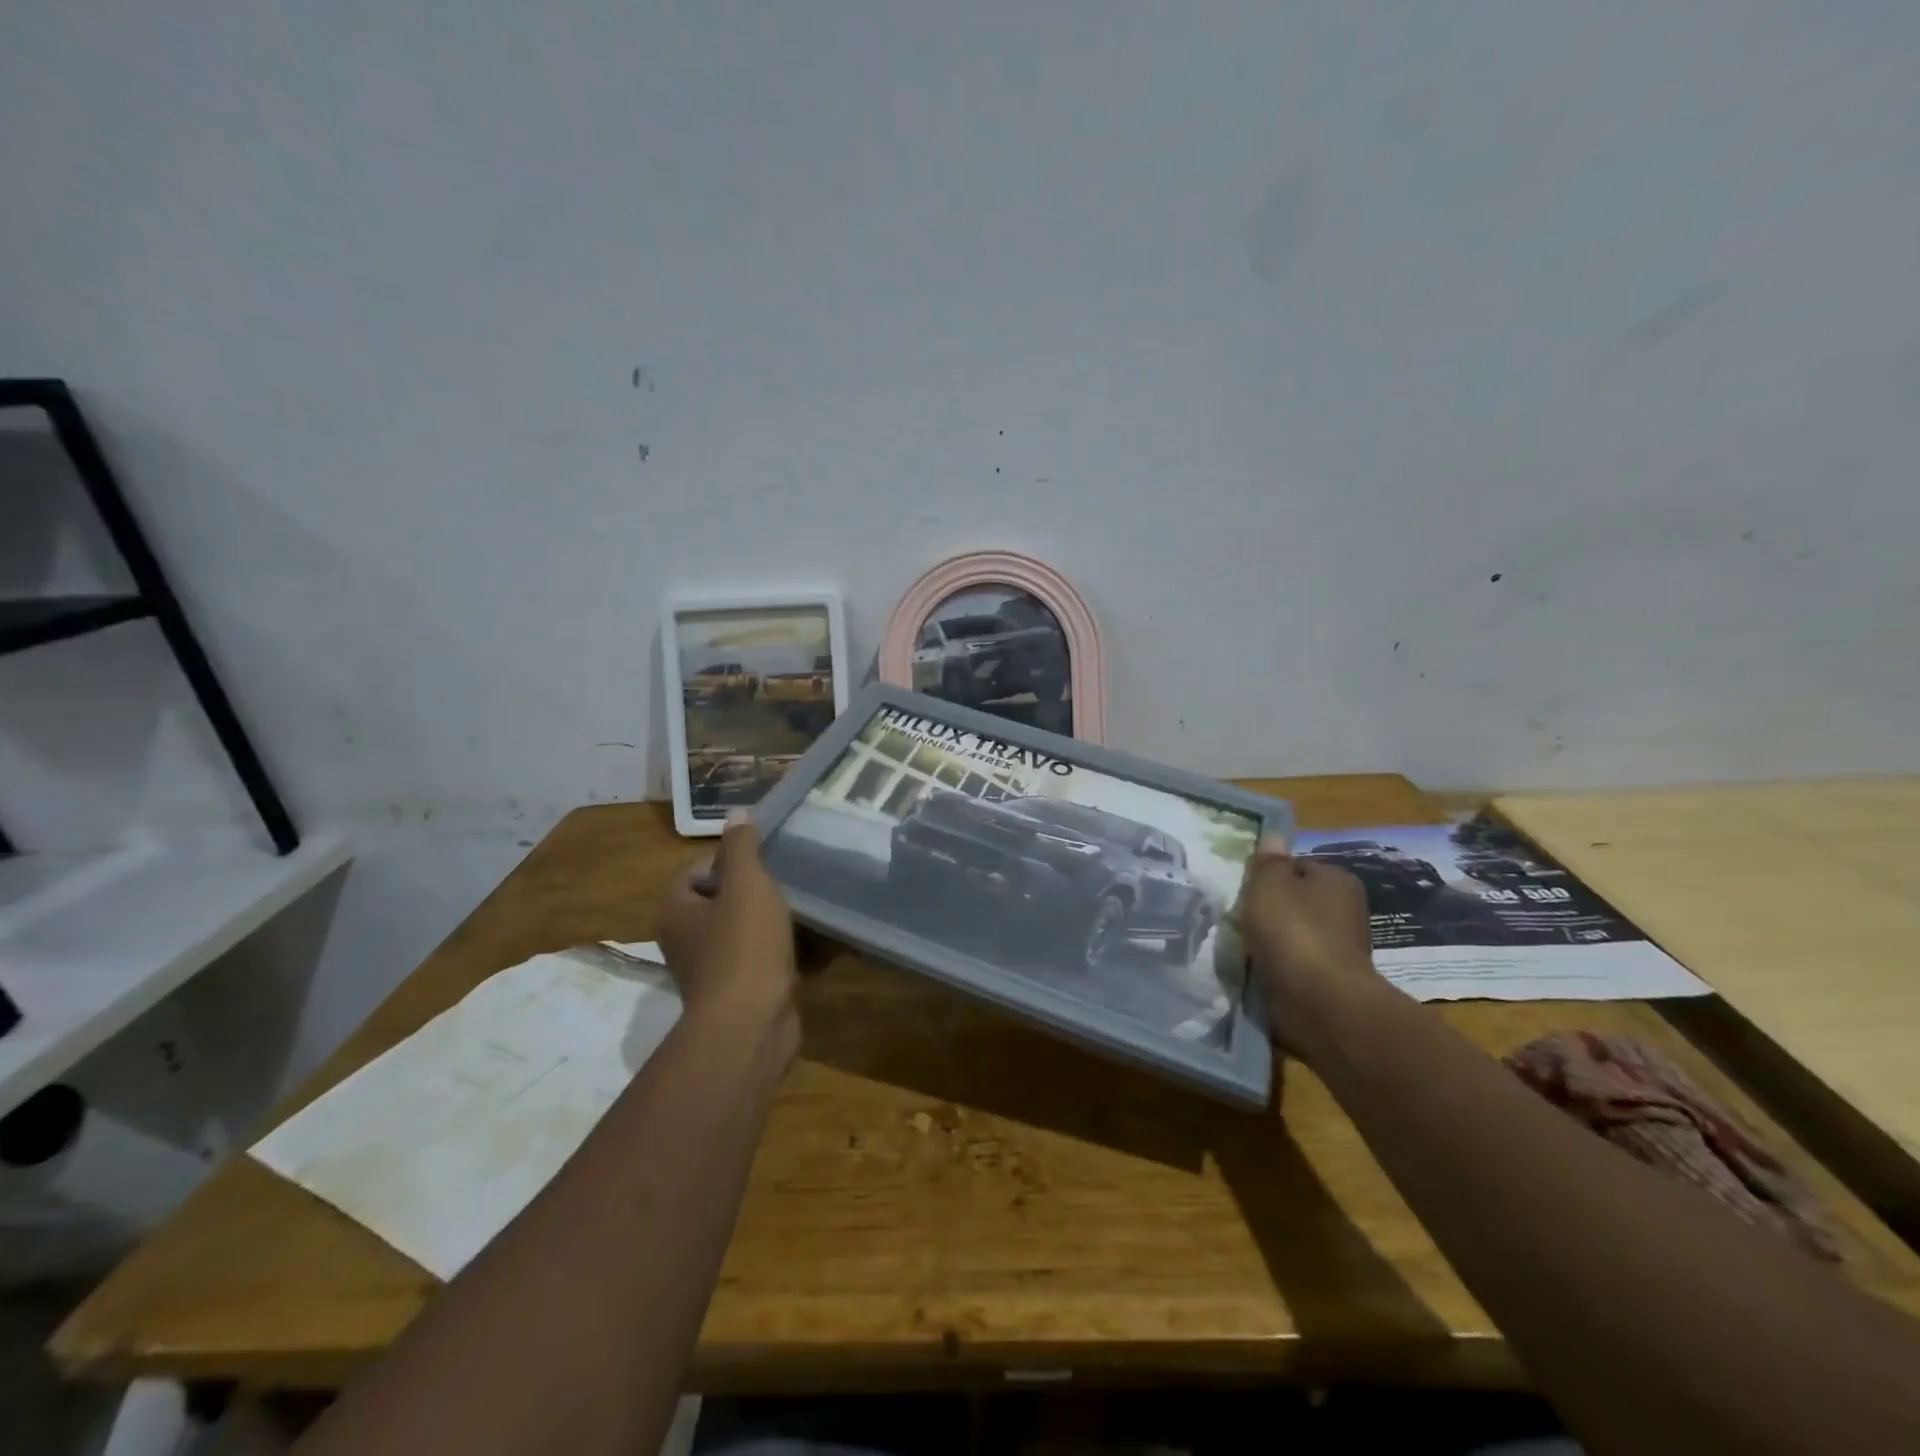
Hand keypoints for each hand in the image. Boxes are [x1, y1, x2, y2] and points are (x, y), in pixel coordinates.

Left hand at [656, 814, 800, 1047]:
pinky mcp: (735, 994)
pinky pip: (756, 960)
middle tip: (783, 882)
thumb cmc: (744, 945)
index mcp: (675, 911)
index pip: (695, 870)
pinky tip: (805, 945)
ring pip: (740, 931)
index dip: (728, 860)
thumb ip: (742, 847)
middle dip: (752, 891)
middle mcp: (683, 940)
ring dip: (767, 922)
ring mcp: (709, 970)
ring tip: (798, 910)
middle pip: (718, 900)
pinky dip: (777, 951)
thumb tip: (736, 813)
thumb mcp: (747, 884)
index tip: (762, 861)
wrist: (752, 1024)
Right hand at [1237, 838, 1388, 1054]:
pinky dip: (1278, 966)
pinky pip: (1295, 964)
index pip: (1297, 867)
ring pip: (1294, 934)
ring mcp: (1339, 948)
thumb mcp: (1269, 883)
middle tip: (1242, 919)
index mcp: (1338, 880)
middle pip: (1296, 902)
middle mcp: (1346, 910)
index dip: (1269, 876)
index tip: (1247, 891)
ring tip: (1246, 948)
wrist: (1320, 1002)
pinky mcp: (1329, 981)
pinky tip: (1260, 970)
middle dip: (1271, 911)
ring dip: (1272, 941)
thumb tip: (1274, 837)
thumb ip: (1268, 860)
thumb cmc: (1294, 931)